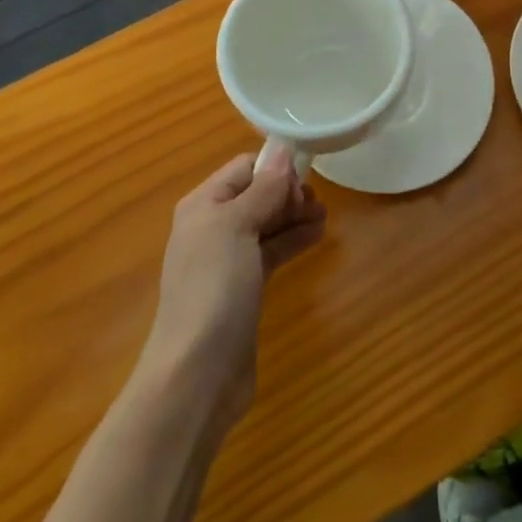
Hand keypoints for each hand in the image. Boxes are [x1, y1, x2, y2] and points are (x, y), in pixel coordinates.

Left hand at [137, 152, 325, 427]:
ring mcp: (227, 260)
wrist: (198, 374)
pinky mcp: (244, 289)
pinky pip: (271, 251)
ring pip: (266, 223)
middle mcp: (212, 227)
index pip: (243, 168)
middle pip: (255, 194)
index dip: (274, 169)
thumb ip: (263, 188)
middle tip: (317, 199)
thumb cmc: (214, 288)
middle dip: (286, 191)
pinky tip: (317, 235)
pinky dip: (292, 240)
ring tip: (324, 214)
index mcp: (203, 205)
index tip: (303, 180)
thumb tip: (282, 147)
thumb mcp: (238, 228)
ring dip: (294, 215)